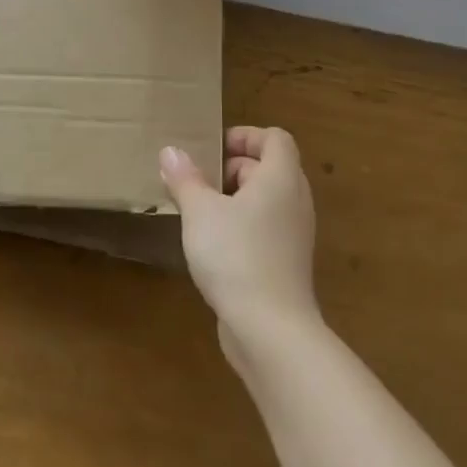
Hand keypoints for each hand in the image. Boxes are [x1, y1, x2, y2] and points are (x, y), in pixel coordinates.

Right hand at [159, 126, 318, 349]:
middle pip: (269, 167)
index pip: (275, 138)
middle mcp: (295, 201)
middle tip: (198, 181)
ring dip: (234, 199)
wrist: (271, 330)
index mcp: (280, 178)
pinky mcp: (287, 264)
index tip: (212, 149)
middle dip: (232, 168)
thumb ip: (185, 178)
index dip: (245, 136)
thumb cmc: (236, 255)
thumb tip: (171, 151)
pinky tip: (213, 246)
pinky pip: (266, 229)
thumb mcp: (200, 211)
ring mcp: (295, 235)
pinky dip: (243, 226)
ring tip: (199, 212)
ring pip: (266, 201)